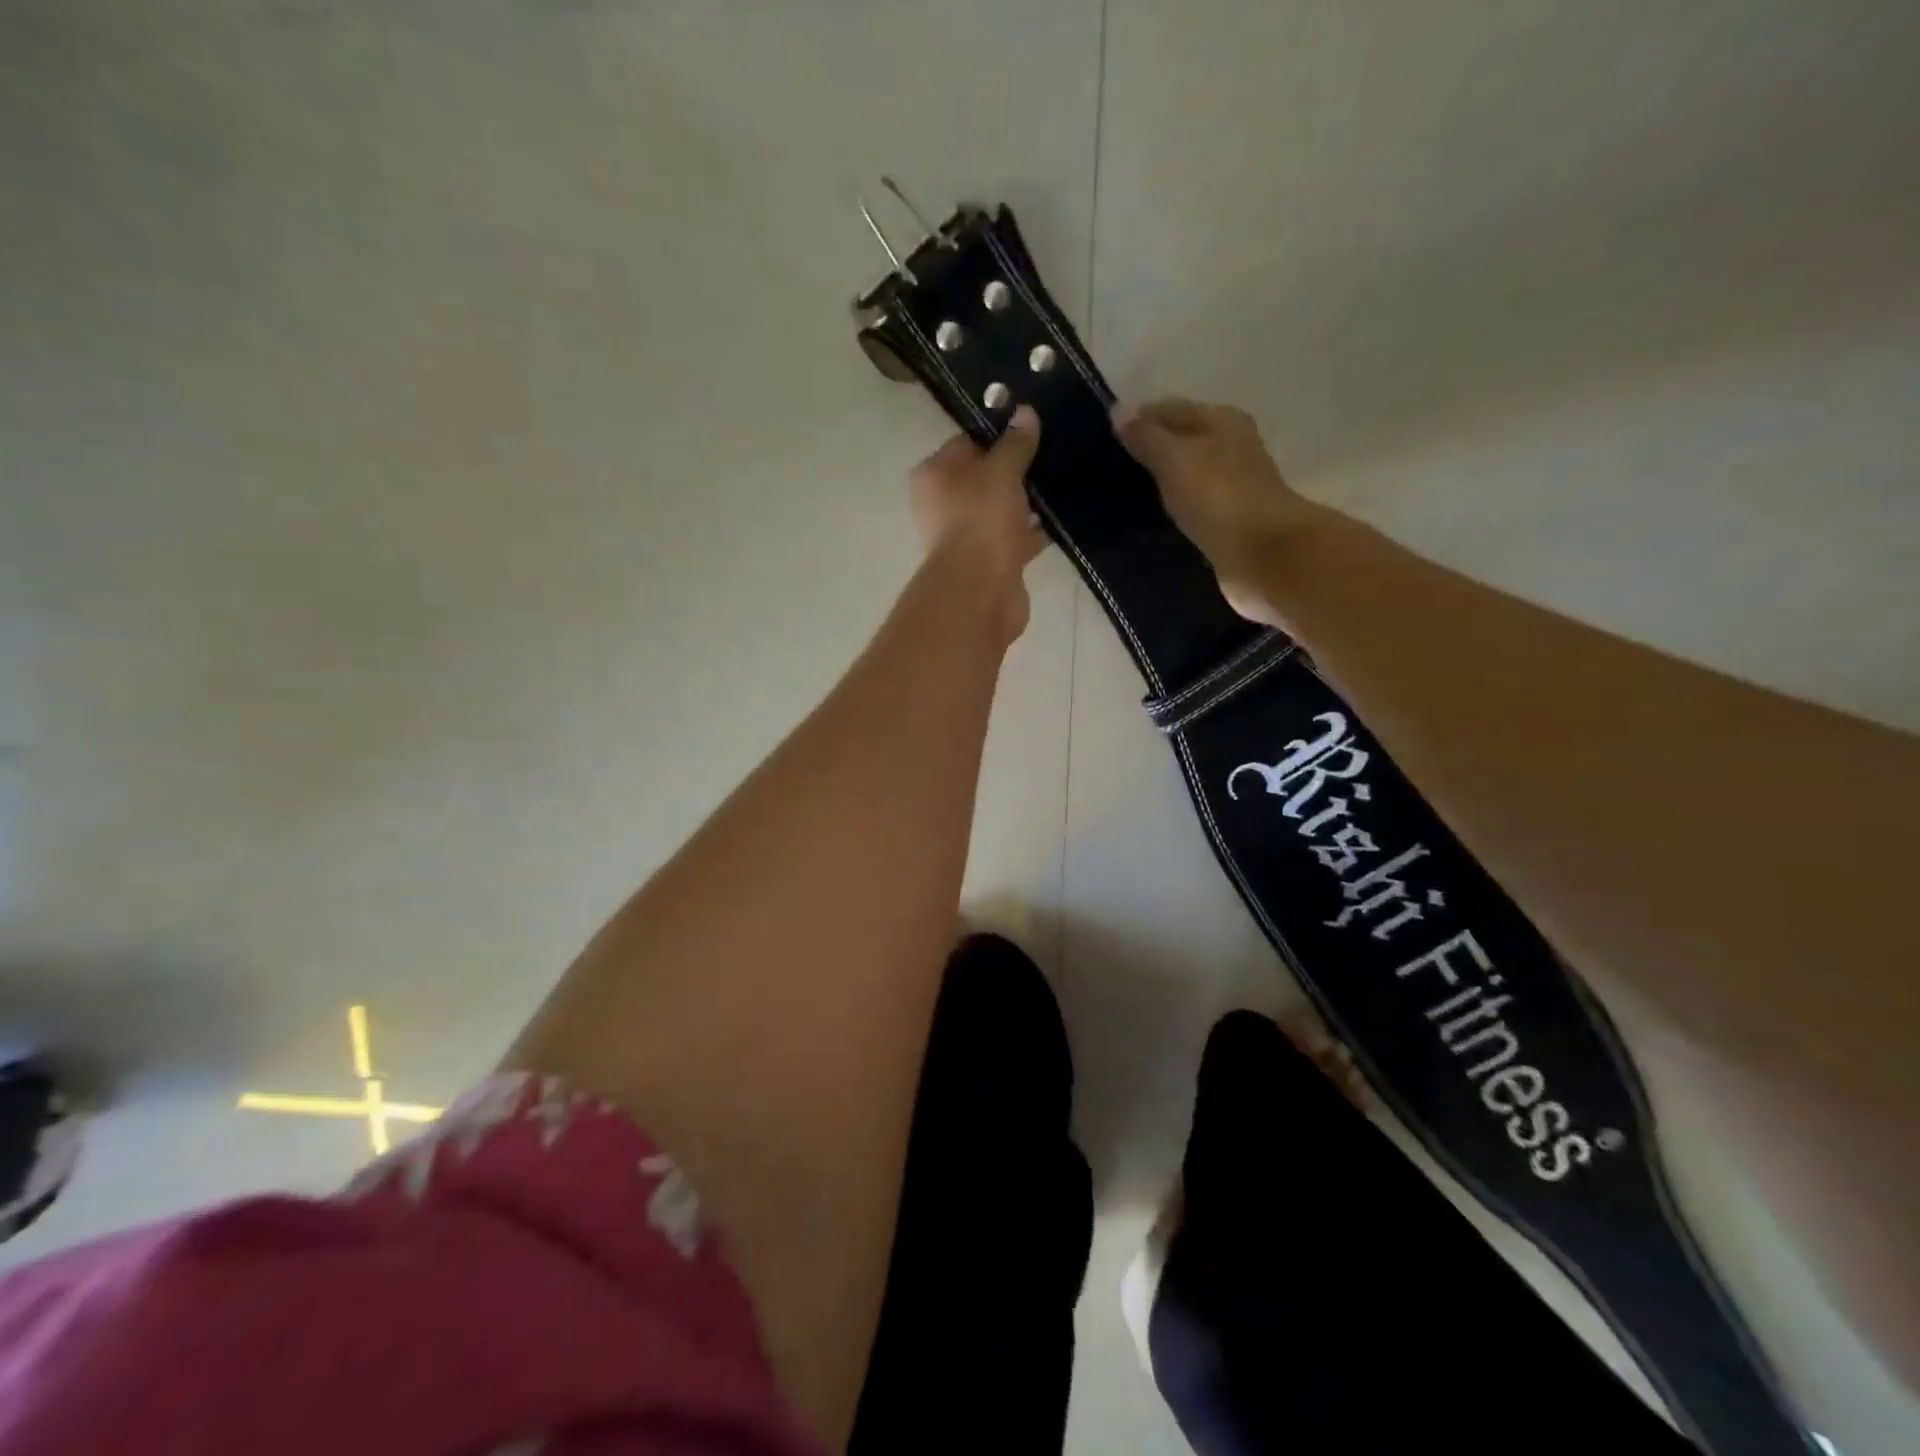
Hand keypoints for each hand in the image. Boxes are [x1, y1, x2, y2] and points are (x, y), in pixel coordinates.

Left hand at [910, 405, 1046, 642]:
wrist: (981, 591)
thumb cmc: (981, 520)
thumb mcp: (1001, 470)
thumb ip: (1016, 443)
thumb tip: (1026, 413)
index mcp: (934, 475)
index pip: (967, 443)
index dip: (999, 433)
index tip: (1033, 427)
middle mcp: (944, 505)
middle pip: (985, 477)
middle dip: (1018, 468)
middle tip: (1055, 451)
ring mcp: (967, 536)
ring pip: (1003, 509)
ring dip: (1029, 501)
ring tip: (1066, 479)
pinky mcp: (990, 562)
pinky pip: (1016, 538)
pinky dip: (1035, 530)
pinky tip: (1064, 516)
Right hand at [1115, 398, 1320, 622]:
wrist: (1263, 554)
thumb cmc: (1217, 497)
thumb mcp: (1174, 458)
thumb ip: (1146, 436)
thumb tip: (1119, 410)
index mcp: (1221, 420)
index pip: (1170, 409)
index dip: (1138, 419)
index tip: (1104, 438)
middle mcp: (1231, 446)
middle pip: (1182, 439)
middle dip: (1149, 449)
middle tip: (1110, 467)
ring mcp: (1233, 484)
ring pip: (1187, 473)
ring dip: (1162, 479)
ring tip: (1126, 492)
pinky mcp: (1230, 519)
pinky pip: (1194, 504)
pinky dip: (1175, 505)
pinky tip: (1153, 517)